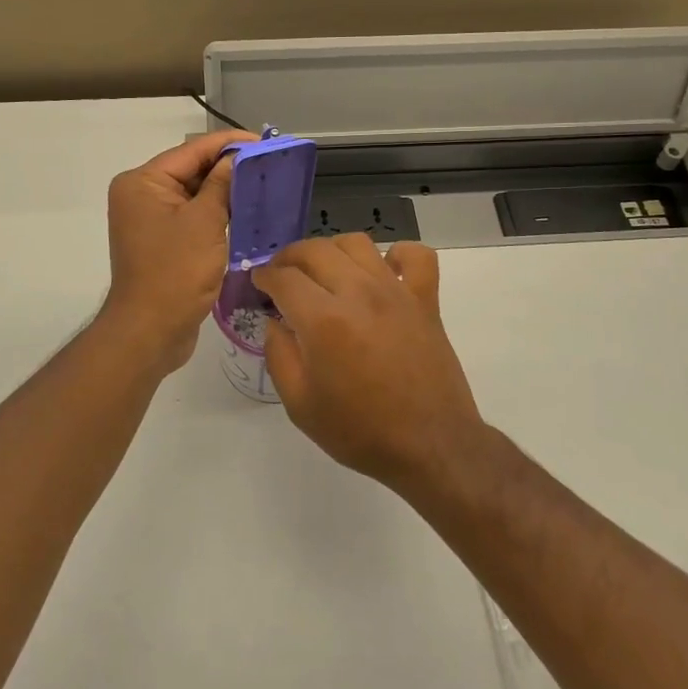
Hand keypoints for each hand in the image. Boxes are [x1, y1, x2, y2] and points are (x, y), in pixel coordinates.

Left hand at [100, 129, 256, 373]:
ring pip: (194, 194)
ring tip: (263, 184)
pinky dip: (216, 213)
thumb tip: (238, 158)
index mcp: (142, 182)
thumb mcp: (205, 222)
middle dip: (228, 167)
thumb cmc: (175, 272)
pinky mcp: (162, 241)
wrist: (151, 332)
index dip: (228, 144)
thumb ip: (222, 184)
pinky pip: (192, 216)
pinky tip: (244, 211)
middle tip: (269, 164)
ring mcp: (150, 220)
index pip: (191, 151)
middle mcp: (141, 195)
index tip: (263, 142)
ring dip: (225, 190)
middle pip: (191, 170)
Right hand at [255, 235, 484, 489]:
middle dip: (289, 257)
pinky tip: (383, 272)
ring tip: (324, 270)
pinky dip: (397, 254)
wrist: (429, 445)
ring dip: (332, 249)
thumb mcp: (300, 405)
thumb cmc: (360, 430)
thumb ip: (278, 355)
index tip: (258, 283)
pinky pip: (416, 256)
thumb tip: (275, 322)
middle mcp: (359, 293)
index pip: (284, 277)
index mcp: (324, 320)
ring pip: (357, 243)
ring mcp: (396, 291)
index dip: (263, 276)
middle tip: (282, 275)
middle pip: (315, 250)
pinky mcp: (426, 299)